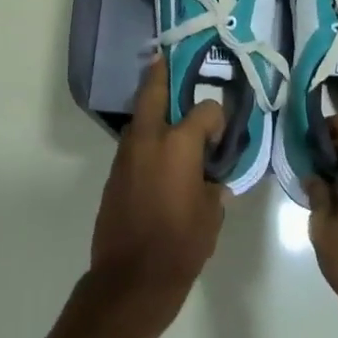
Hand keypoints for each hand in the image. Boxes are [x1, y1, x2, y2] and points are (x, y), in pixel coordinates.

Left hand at [90, 55, 228, 316]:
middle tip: (168, 58)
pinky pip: (133, 145)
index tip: (222, 136)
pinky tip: (159, 152)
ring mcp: (126, 155)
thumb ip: (213, 185)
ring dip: (152, 108)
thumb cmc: (181, 245)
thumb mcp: (211, 214)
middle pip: (153, 91)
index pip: (205, 110)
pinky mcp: (114, 174)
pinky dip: (146, 138)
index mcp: (179, 144)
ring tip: (167, 105)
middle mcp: (149, 139)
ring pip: (139, 118)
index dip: (217, 118)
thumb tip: (212, 176)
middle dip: (161, 73)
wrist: (130, 279)